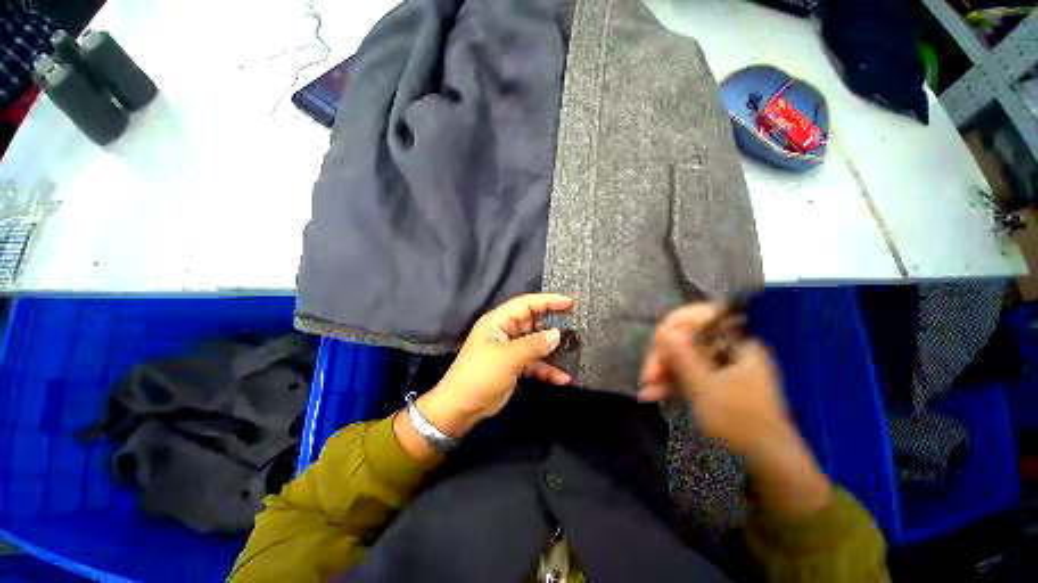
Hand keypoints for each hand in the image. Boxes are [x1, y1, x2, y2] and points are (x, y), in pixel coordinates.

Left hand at [417, 293, 573, 438]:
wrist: (461, 408)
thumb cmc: (480, 376)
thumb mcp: (508, 358)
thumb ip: (534, 345)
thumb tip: (557, 334)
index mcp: (498, 321)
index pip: (526, 304)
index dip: (548, 301)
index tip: (569, 302)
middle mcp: (505, 331)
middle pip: (533, 322)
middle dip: (553, 324)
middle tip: (576, 324)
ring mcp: (511, 349)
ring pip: (536, 343)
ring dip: (553, 350)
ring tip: (574, 351)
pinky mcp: (514, 365)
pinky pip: (535, 362)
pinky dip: (547, 369)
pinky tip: (563, 378)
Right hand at [639, 302, 831, 517]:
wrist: (764, 464)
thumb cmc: (738, 422)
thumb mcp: (705, 387)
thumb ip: (683, 356)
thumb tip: (664, 329)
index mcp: (737, 342)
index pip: (701, 316)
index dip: (675, 325)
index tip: (657, 343)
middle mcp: (728, 349)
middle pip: (686, 339)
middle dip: (663, 356)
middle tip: (647, 376)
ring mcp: (721, 366)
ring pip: (683, 357)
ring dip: (662, 372)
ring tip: (645, 390)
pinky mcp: (713, 382)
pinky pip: (687, 373)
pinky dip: (670, 383)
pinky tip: (653, 394)